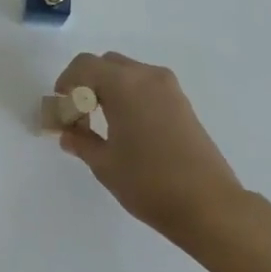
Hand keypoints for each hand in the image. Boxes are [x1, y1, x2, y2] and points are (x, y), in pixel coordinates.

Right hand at [55, 52, 242, 240]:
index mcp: (123, 84)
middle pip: (106, 64)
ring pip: (127, 73)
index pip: (84, 66)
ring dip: (108, 88)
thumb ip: (81, 142)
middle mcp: (146, 76)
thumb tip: (67, 133)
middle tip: (78, 115)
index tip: (60, 109)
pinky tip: (127, 127)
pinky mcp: (182, 102)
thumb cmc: (149, 183)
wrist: (210, 206)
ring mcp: (168, 88)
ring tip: (101, 123)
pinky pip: (146, 85)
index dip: (66, 83)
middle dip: (86, 84)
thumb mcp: (105, 164)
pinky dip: (129, 95)